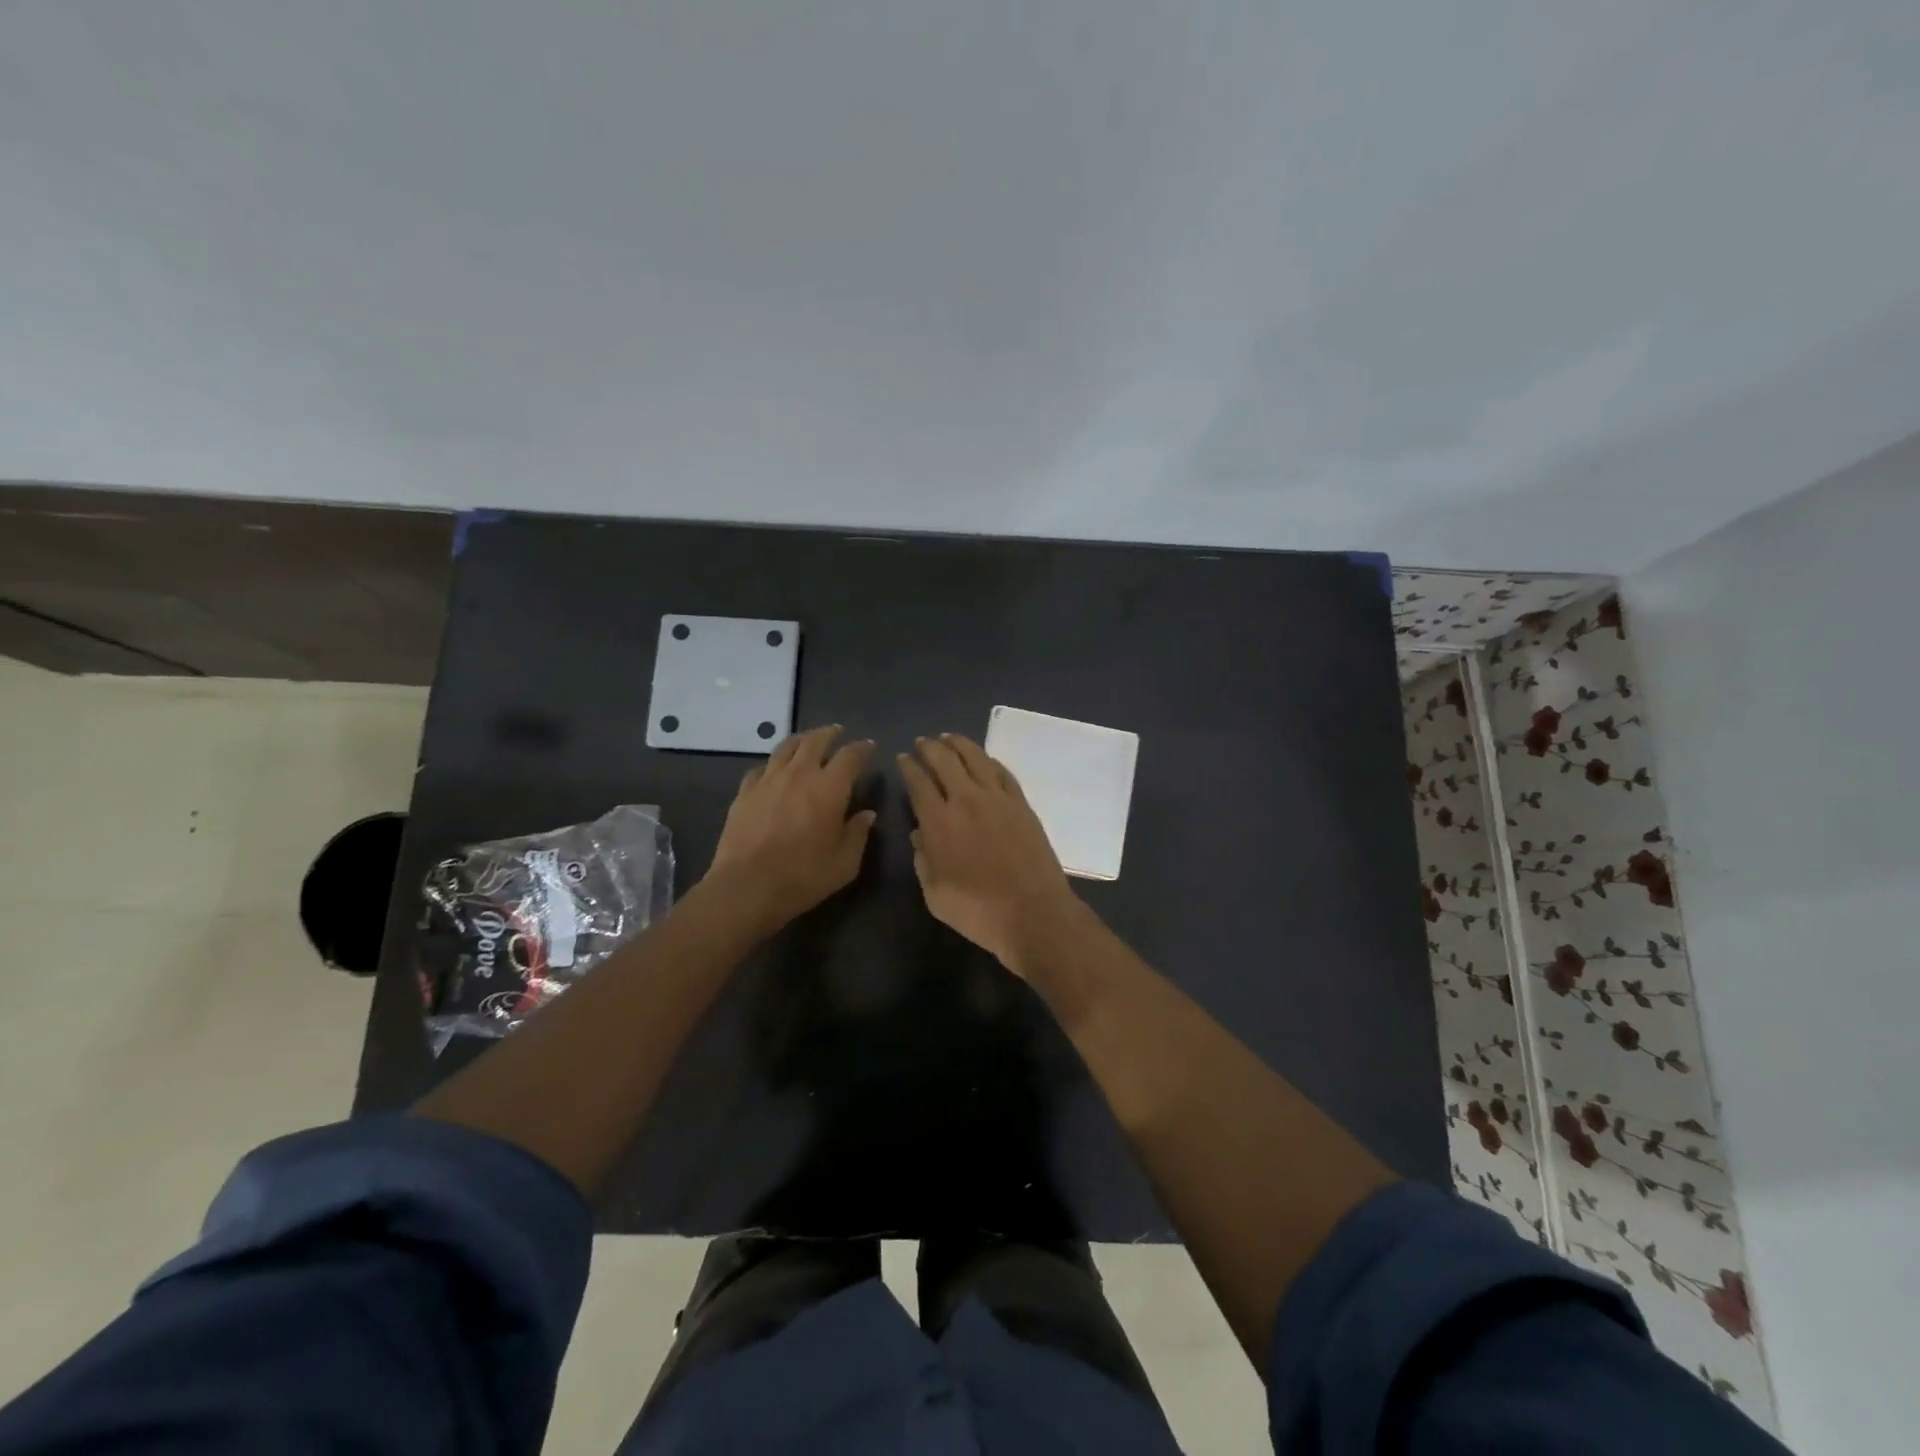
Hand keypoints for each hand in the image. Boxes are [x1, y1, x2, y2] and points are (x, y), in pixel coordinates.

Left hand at [704, 725, 876, 937]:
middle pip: (815, 740)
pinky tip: (774, 772)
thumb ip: (858, 834)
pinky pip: (761, 768)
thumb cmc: (803, 877)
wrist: (747, 887)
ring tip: (807, 742)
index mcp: (830, 788)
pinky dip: (773, 765)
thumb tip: (867, 815)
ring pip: (786, 747)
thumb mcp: (844, 863)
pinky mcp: (745, 792)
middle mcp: (800, 774)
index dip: (862, 748)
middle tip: (837, 732)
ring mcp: (768, 780)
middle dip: (830, 733)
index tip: (868, 747)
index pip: (850, 756)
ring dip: (801, 740)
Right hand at [897, 734, 1077, 977]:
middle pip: (945, 761)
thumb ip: (923, 860)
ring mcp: (998, 799)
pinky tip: (983, 759)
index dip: (908, 767)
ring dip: (958, 744)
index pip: (918, 783)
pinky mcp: (1022, 804)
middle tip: (922, 742)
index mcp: (939, 822)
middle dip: (929, 748)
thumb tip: (919, 834)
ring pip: (976, 758)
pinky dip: (989, 760)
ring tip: (948, 738)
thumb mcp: (935, 895)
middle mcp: (967, 801)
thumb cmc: (978, 911)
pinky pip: (1002, 772)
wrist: (1033, 913)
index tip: (902, 758)